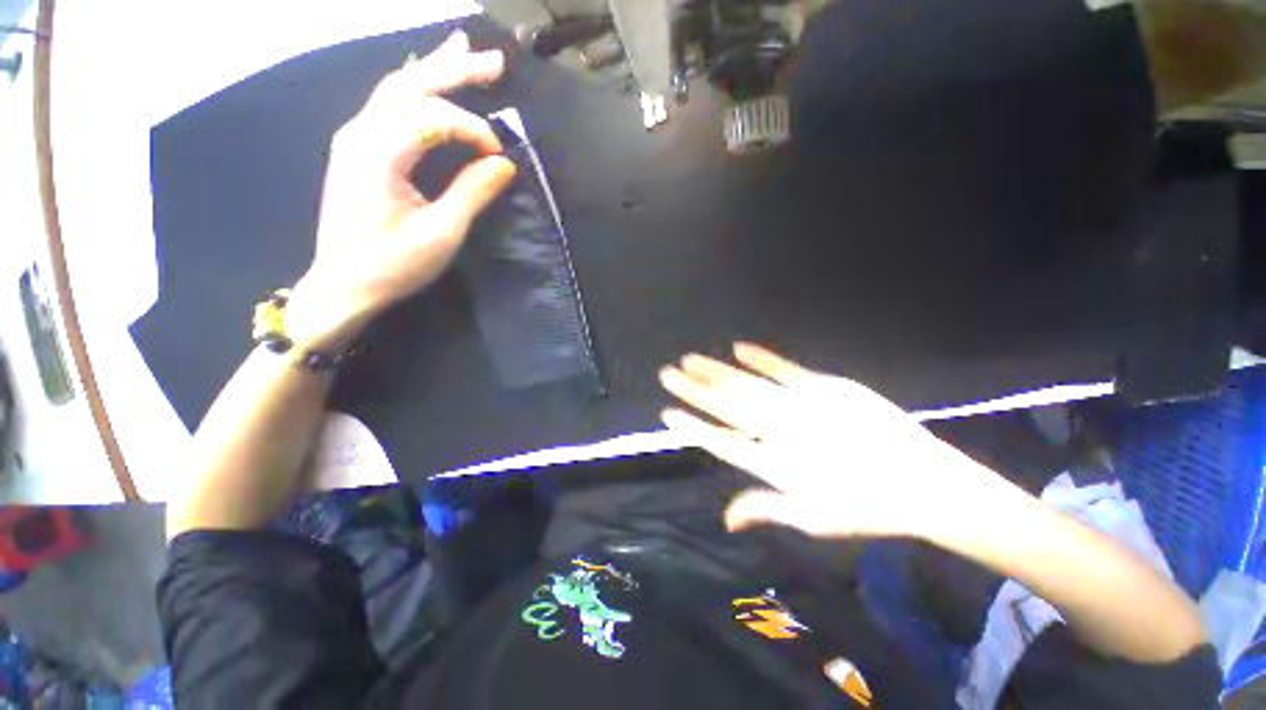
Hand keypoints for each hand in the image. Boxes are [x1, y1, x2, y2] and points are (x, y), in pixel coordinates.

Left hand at [288, 31, 516, 348]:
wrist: (343, 285)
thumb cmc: (392, 265)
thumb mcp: (441, 234)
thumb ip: (471, 193)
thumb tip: (504, 164)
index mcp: (377, 153)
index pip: (431, 117)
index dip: (472, 129)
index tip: (499, 158)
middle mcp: (360, 133)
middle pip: (410, 84)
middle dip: (455, 69)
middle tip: (496, 60)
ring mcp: (355, 137)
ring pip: (396, 87)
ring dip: (435, 68)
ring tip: (466, 49)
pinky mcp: (358, 148)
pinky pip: (389, 104)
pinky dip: (417, 87)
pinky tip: (431, 77)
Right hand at [659, 343, 995, 539]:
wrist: (923, 483)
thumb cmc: (864, 507)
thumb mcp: (811, 519)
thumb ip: (764, 510)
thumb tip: (726, 518)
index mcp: (774, 465)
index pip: (720, 442)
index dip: (692, 427)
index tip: (667, 413)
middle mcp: (780, 431)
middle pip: (726, 406)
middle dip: (692, 389)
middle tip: (667, 374)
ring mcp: (801, 404)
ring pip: (747, 384)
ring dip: (715, 371)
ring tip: (689, 359)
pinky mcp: (825, 386)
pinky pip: (784, 368)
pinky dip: (759, 357)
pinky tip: (737, 347)